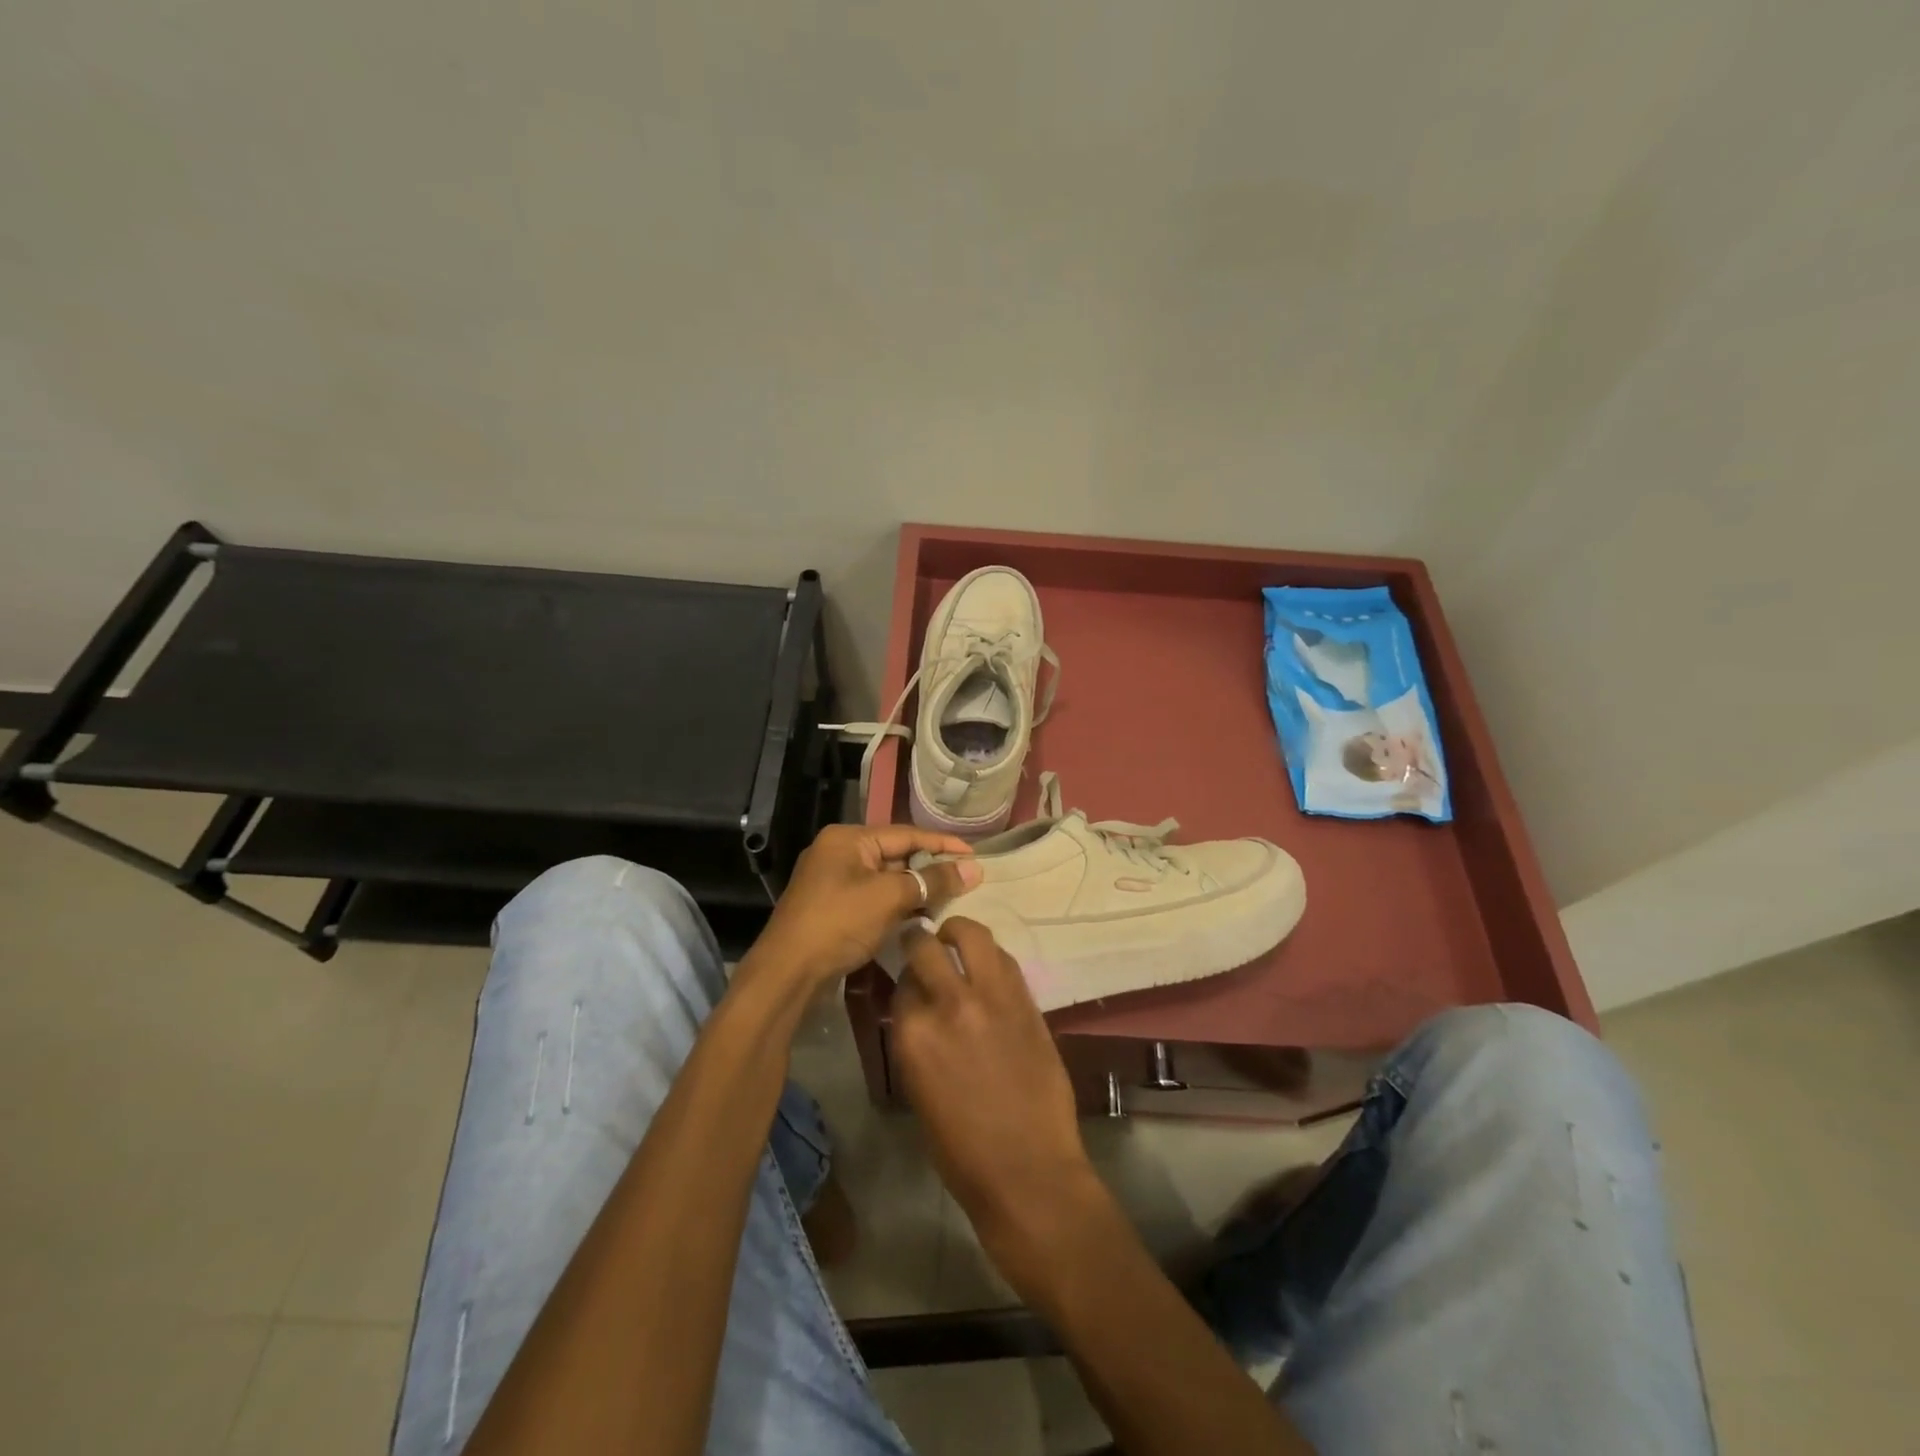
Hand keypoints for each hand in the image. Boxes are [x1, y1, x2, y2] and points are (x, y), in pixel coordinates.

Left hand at [748, 824, 979, 987]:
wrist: (787, 973)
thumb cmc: (839, 923)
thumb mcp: (890, 897)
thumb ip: (932, 880)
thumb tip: (974, 869)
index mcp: (848, 838)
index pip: (906, 833)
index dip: (943, 844)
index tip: (975, 856)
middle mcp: (838, 852)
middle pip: (895, 854)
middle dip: (930, 869)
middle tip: (966, 881)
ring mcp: (832, 881)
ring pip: (885, 878)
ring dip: (915, 890)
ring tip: (950, 900)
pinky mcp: (832, 907)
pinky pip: (873, 897)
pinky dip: (897, 905)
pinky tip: (920, 918)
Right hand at [890, 919, 1099, 1291]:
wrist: (1027, 1170)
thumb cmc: (961, 1149)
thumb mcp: (917, 1089)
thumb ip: (915, 1039)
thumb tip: (917, 1007)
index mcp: (912, 1034)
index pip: (900, 981)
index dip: (904, 977)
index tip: (908, 977)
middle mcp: (948, 1004)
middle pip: (925, 945)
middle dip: (920, 940)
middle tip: (923, 943)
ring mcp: (992, 997)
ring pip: (971, 934)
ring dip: (958, 933)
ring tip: (956, 941)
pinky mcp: (1026, 1000)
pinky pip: (1005, 958)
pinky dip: (991, 955)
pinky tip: (988, 967)